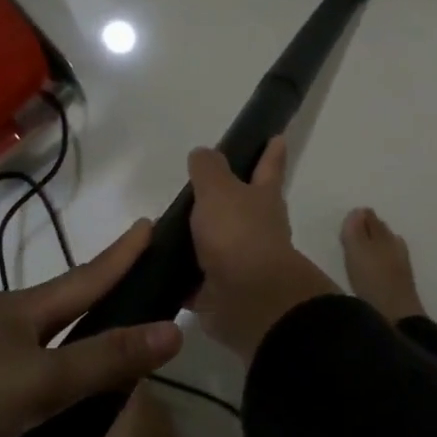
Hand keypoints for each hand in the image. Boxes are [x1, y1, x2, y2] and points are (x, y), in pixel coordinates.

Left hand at [0, 220, 182, 436]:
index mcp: (25, 313)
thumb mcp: (40, 382)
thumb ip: (107, 359)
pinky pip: (4, 429)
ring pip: (38, 396)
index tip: (150, 227)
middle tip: (114, 419)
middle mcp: (1, 332)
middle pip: (70, 346)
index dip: (124, 255)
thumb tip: (174, 330)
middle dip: (98, 384)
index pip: (90, 276)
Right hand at [187, 137, 335, 358]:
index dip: (271, 151)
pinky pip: (196, 280)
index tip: (277, 137)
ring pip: (218, 244)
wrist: (248, 300)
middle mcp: (257, 229)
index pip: (268, 167)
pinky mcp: (220, 292)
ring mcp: (240, 262)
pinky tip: (158, 270)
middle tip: (201, 188)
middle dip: (229, 198)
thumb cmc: (238, 234)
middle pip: (243, 207)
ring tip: (168, 230)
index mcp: (263, 199)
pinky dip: (182, 277)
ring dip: (200, 239)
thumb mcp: (219, 190)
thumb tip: (204, 153)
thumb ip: (209, 170)